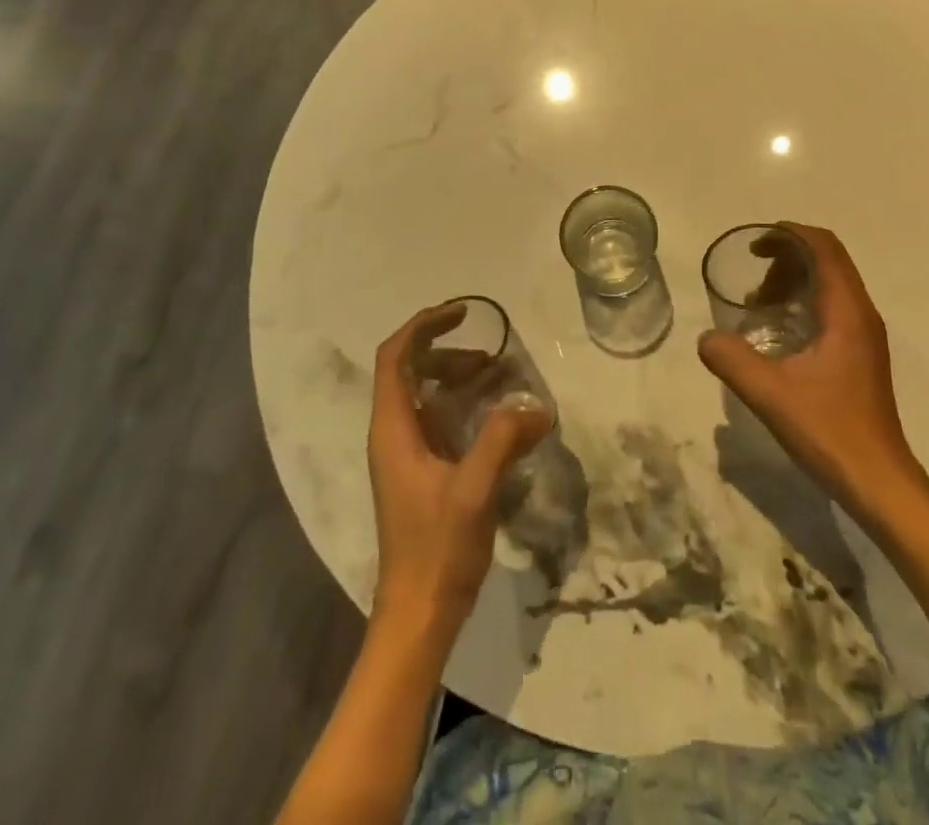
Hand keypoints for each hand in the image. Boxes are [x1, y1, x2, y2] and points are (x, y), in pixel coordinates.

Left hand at [367, 305, 550, 636]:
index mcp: (393, 430)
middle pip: (409, 370)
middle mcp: (393, 435)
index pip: (394, 357)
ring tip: (498, 377)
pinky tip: (497, 416)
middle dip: (446, 351)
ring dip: (457, 377)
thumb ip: (503, 439)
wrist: (419, 615)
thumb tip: (536, 406)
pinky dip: (463, 404)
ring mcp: (406, 455)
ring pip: (424, 395)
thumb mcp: (474, 489)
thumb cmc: (438, 549)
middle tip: (490, 352)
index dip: (423, 326)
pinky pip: (438, 420)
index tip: (462, 313)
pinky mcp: (421, 473)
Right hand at [699, 223, 927, 521]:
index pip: (824, 247)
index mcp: (847, 311)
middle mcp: (862, 314)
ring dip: (795, 282)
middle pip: (827, 261)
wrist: (878, 481)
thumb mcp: (770, 394)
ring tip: (759, 306)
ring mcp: (865, 335)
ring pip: (831, 284)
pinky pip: (833, 307)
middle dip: (787, 259)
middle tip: (753, 282)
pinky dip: (804, 303)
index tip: (755, 245)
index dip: (789, 234)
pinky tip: (779, 333)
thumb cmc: (829, 431)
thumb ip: (732, 360)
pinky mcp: (862, 354)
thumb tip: (706, 338)